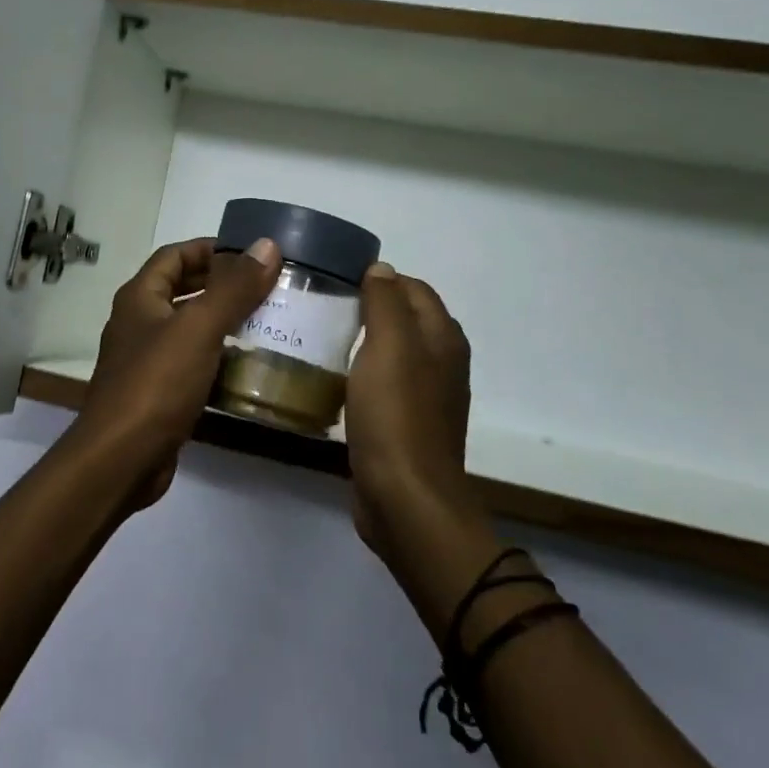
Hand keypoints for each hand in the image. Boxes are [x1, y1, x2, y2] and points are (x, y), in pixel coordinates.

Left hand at [74, 236, 280, 508]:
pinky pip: (192, 363)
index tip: (251, 253)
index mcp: (140, 297)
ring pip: (189, 329)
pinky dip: (218, 359)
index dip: (210, 248)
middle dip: (222, 285)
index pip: (175, 255)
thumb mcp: (199, 328)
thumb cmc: (156, 383)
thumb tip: (267, 245)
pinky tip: (248, 366)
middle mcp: (139, 322)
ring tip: (267, 321)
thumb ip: (234, 288)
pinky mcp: (158, 393)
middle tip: (266, 286)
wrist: (121, 459)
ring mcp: (146, 360)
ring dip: (223, 323)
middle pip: (182, 290)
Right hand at [344, 264, 473, 558]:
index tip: (338, 282)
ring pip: (394, 353)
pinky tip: (337, 381)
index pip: (414, 288)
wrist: (405, 499)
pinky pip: (385, 385)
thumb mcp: (389, 345)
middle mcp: (442, 363)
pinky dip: (364, 375)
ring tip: (325, 338)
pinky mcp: (407, 426)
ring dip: (365, 342)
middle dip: (371, 308)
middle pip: (406, 319)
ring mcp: (427, 397)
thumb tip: (382, 268)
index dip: (380, 279)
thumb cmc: (396, 414)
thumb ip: (386, 302)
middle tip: (326, 307)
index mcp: (443, 338)